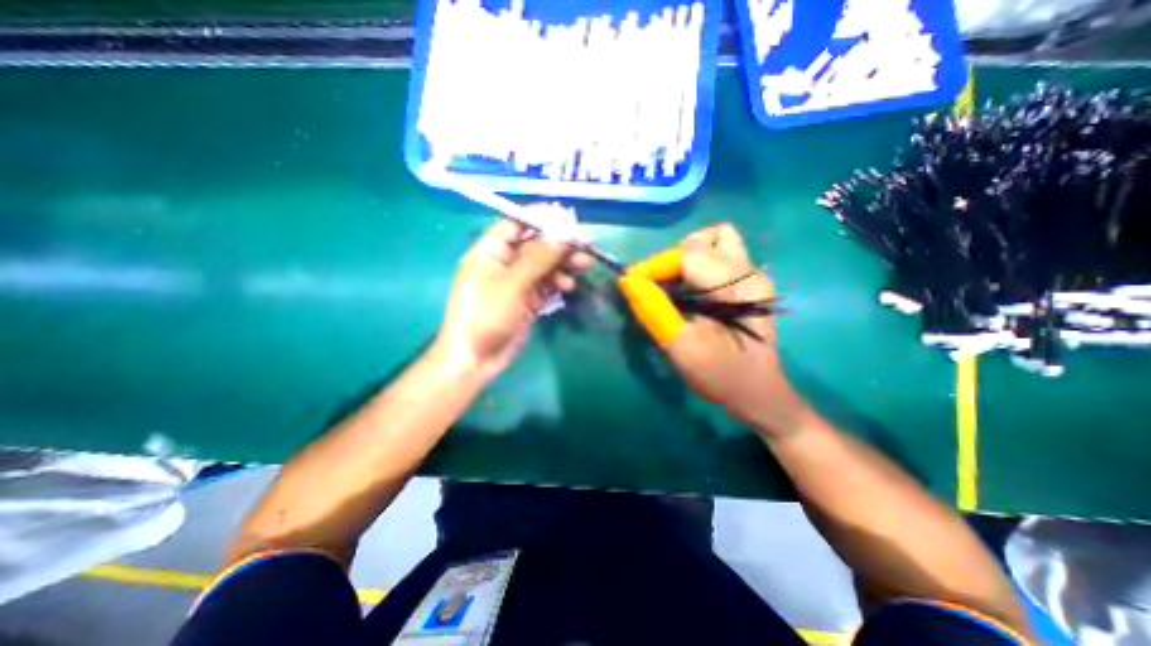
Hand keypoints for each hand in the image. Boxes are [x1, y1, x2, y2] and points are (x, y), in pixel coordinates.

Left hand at [433, 214, 588, 380]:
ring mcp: (516, 283)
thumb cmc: (486, 316)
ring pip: (544, 266)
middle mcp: (503, 264)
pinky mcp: (527, 300)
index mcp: (489, 252)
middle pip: (534, 245)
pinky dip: (558, 282)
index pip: (514, 225)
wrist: (477, 360)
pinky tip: (569, 285)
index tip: (566, 217)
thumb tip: (564, 235)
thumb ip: (539, 258)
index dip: (539, 218)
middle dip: (559, 243)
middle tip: (586, 242)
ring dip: (563, 263)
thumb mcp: (512, 284)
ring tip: (585, 264)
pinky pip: (546, 284)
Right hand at [621, 222, 806, 437]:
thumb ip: (654, 311)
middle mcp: (750, 273)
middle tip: (654, 287)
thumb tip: (628, 282)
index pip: (690, 255)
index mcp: (738, 288)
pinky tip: (687, 290)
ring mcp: (753, 276)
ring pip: (715, 241)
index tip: (632, 282)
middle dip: (671, 260)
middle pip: (704, 241)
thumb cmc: (721, 375)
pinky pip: (719, 255)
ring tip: (672, 285)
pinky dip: (696, 264)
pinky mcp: (749, 283)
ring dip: (686, 257)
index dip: (656, 265)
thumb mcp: (682, 348)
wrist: (758, 393)